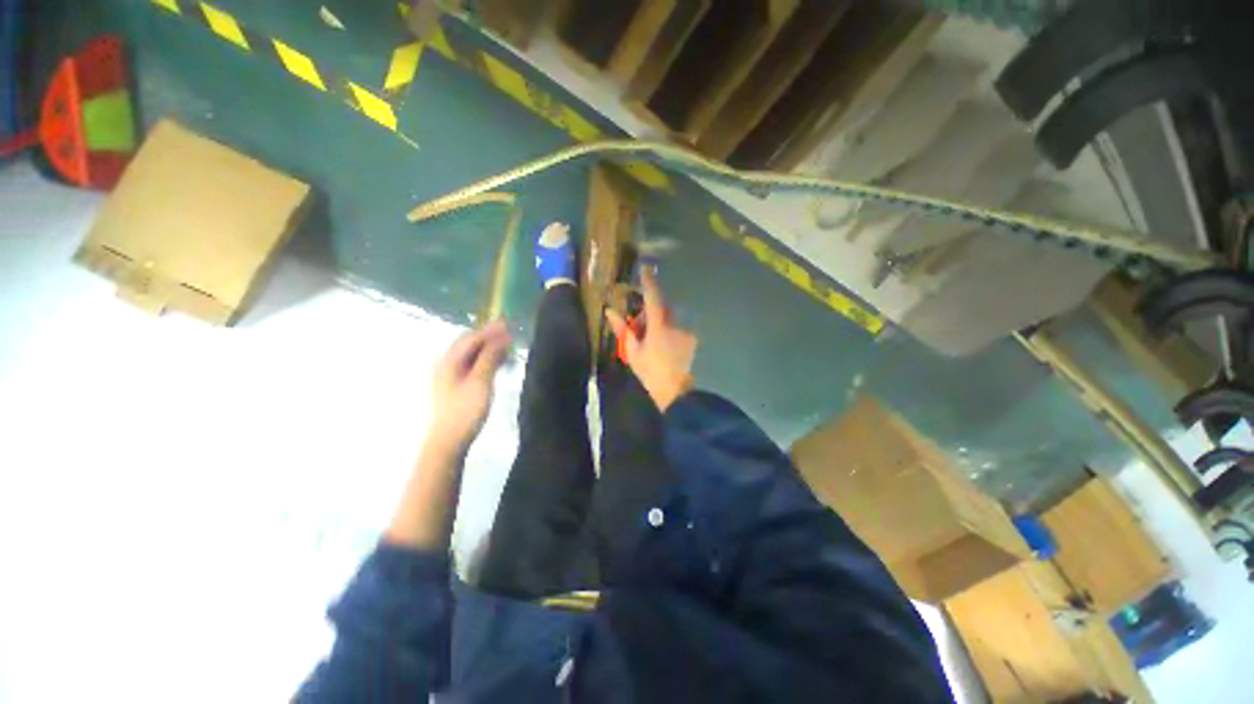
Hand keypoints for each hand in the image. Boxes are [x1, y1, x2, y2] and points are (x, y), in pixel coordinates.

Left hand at [428, 321, 510, 453]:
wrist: (448, 441)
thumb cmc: (465, 410)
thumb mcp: (480, 381)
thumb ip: (490, 357)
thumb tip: (502, 337)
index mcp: (449, 360)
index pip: (472, 338)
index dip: (491, 330)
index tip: (509, 324)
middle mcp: (446, 363)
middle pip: (470, 344)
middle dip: (490, 338)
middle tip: (511, 335)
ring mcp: (449, 375)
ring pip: (471, 355)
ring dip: (489, 350)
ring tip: (508, 350)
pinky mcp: (455, 386)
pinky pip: (472, 365)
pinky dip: (485, 361)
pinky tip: (497, 365)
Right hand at [606, 268, 697, 410]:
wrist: (674, 391)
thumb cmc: (649, 371)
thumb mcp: (632, 351)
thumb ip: (623, 329)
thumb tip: (610, 311)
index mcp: (658, 327)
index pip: (653, 298)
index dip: (649, 282)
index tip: (646, 268)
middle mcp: (674, 325)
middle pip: (660, 311)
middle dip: (649, 316)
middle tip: (639, 332)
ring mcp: (685, 333)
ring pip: (668, 322)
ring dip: (659, 327)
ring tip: (652, 346)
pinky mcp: (691, 340)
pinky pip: (676, 331)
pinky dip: (669, 335)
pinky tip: (664, 350)